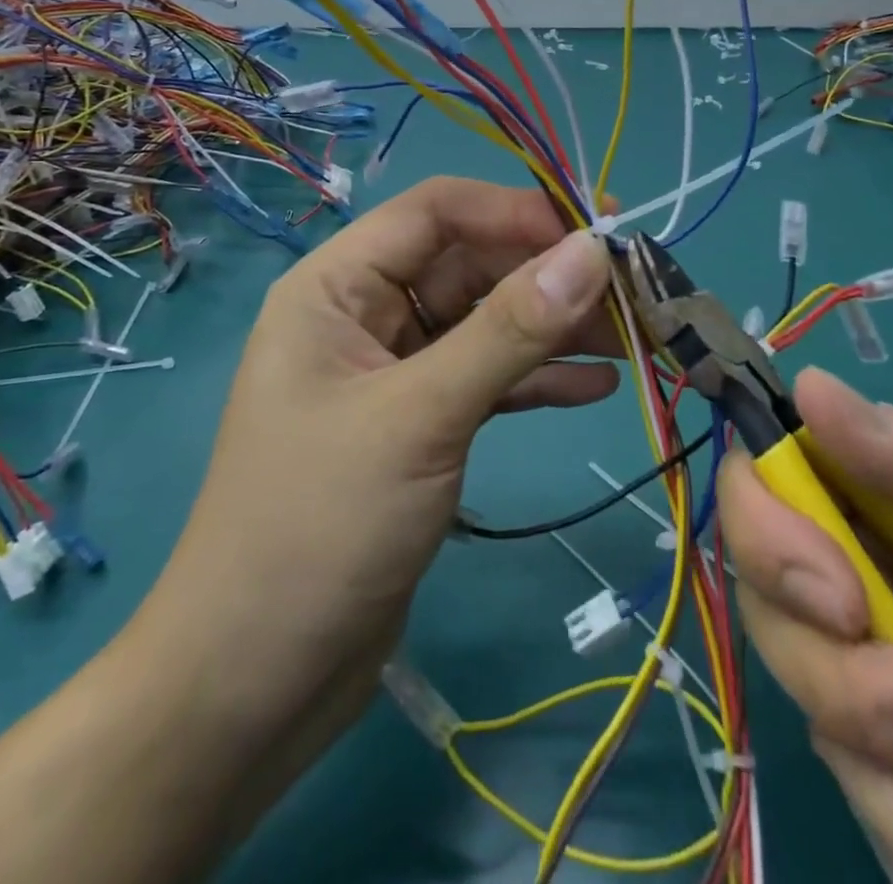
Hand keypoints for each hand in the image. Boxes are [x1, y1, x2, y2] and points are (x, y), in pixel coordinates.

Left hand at [133, 177, 616, 813]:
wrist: (256, 681)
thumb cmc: (321, 527)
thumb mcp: (422, 415)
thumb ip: (509, 330)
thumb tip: (591, 251)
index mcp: (337, 286)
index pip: (436, 211)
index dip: (516, 210)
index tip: (597, 232)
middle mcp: (364, 315)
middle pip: (468, 264)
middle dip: (548, 274)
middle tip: (635, 292)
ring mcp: (394, 372)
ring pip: (485, 323)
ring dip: (554, 327)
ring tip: (635, 338)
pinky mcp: (419, 425)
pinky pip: (486, 379)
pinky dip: (537, 378)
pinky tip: (596, 386)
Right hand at [719, 370, 892, 882]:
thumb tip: (810, 385)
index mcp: (875, 504)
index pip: (760, 484)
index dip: (763, 526)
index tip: (832, 590)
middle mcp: (852, 586)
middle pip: (762, 601)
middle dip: (836, 667)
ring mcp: (869, 692)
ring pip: (811, 711)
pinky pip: (877, 817)